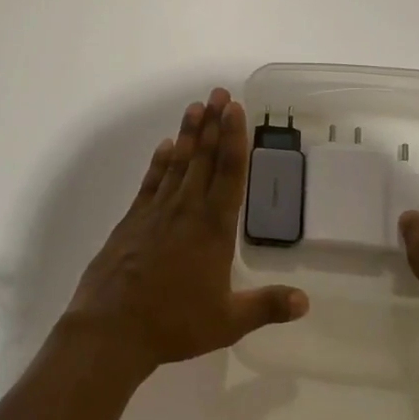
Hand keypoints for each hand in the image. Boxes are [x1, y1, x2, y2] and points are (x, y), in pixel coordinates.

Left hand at [65, 87, 308, 375]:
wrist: (112, 327)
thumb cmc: (174, 323)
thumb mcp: (228, 321)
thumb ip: (266, 306)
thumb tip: (306, 301)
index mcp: (214, 229)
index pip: (230, 174)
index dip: (235, 139)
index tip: (236, 109)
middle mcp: (187, 210)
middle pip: (204, 159)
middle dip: (214, 124)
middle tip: (219, 92)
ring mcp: (156, 212)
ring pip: (178, 163)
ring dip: (189, 134)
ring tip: (196, 106)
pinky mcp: (133, 219)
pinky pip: (151, 181)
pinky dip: (160, 161)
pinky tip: (166, 146)